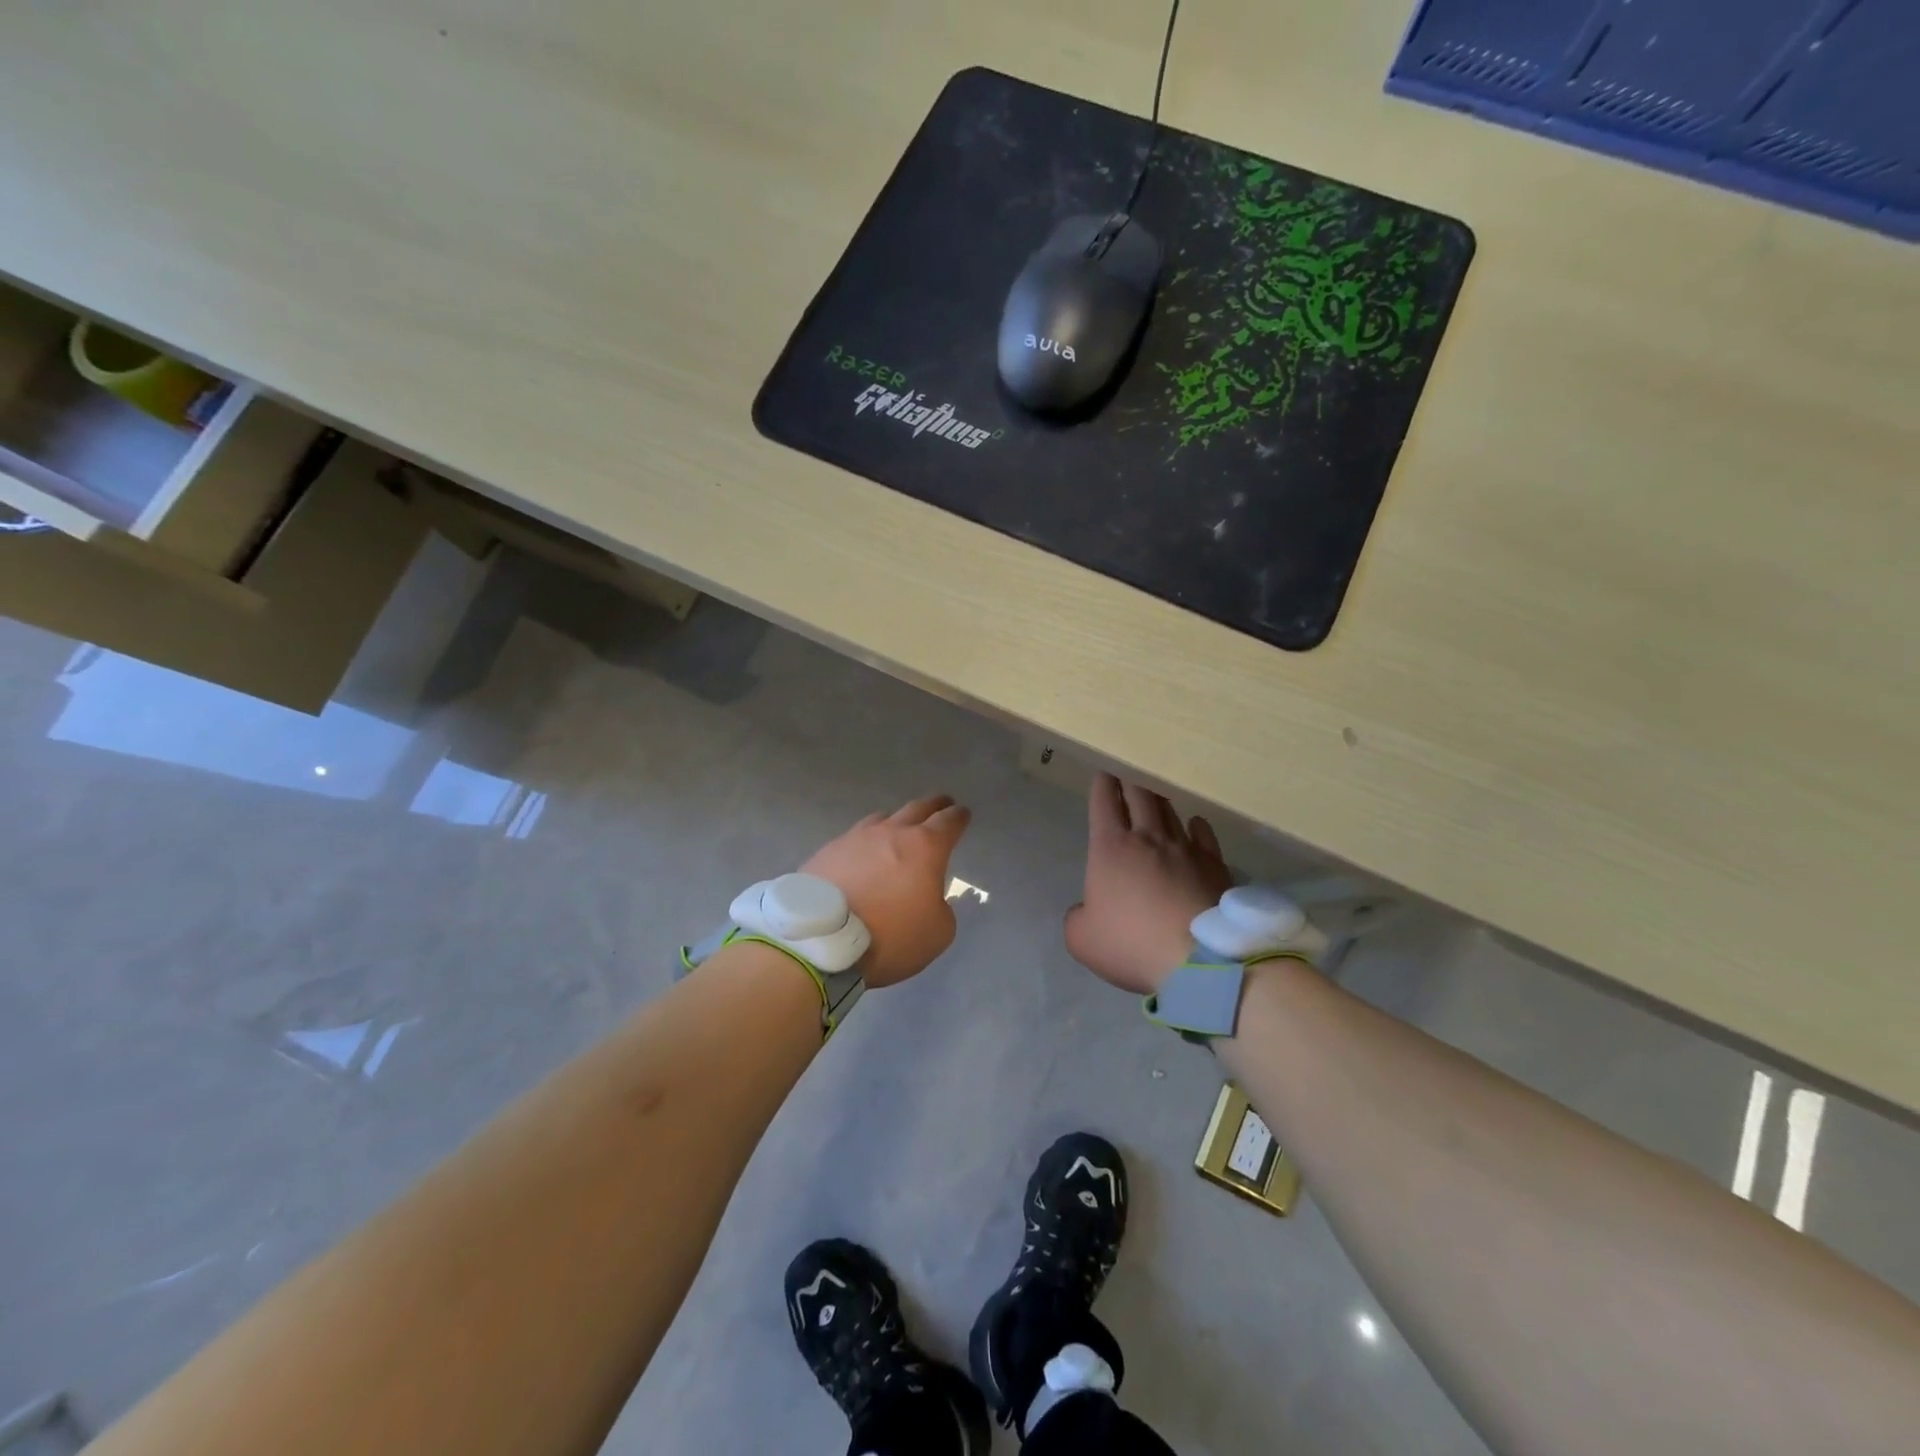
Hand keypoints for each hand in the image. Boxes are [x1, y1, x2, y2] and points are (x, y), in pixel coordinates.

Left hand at [800, 795, 971, 988]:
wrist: (821, 940)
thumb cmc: (890, 935)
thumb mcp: (938, 932)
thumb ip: (941, 907)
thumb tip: (928, 898)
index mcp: (925, 847)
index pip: (949, 822)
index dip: (959, 817)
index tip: (963, 814)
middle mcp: (891, 832)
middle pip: (917, 808)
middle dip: (933, 806)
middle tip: (941, 804)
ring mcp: (856, 838)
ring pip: (882, 818)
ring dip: (896, 821)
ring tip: (898, 829)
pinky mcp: (828, 851)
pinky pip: (854, 838)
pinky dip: (865, 843)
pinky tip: (862, 855)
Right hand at [1064, 773, 1231, 993]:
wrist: (1198, 960)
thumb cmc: (1131, 943)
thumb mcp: (1082, 939)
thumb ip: (1078, 917)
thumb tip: (1088, 908)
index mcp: (1110, 848)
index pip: (1104, 803)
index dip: (1102, 784)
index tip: (1103, 770)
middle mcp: (1148, 838)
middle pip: (1139, 796)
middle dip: (1130, 779)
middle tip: (1128, 768)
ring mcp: (1185, 849)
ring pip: (1169, 812)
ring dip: (1159, 799)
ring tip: (1156, 791)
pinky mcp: (1215, 866)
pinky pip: (1203, 835)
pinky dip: (1196, 825)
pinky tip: (1195, 822)